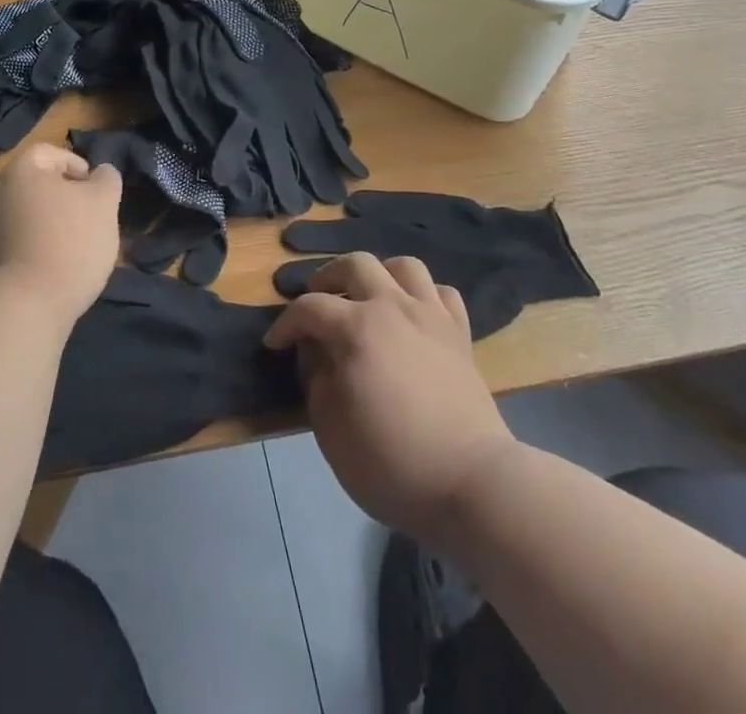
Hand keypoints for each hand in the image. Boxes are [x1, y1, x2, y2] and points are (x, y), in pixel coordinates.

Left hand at [0, 144, 121, 334]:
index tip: (94, 190)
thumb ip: (106, 179)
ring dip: (44, 226)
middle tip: (86, 219)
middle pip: (32, 185)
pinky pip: (10, 246)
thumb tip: (100, 173)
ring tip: (71, 250)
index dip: (76, 165)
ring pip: (21, 217)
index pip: (48, 153)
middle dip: (60, 198)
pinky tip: (50, 272)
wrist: (21, 308)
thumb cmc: (69, 243)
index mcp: (20, 172)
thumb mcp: (104, 203)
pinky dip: (30, 251)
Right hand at [265, 253, 518, 548]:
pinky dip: (423, 296)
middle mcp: (393, 307)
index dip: (285, 323)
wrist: (470, 481)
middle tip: (318, 302)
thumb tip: (314, 351)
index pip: (309, 308)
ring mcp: (431, 315)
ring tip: (368, 299)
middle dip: (328, 278)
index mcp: (356, 328)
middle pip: (356, 264)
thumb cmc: (391, 462)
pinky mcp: (460, 333)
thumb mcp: (331, 429)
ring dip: (379, 275)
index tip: (275, 344)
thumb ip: (315, 379)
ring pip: (403, 266)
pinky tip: (413, 316)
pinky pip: (442, 292)